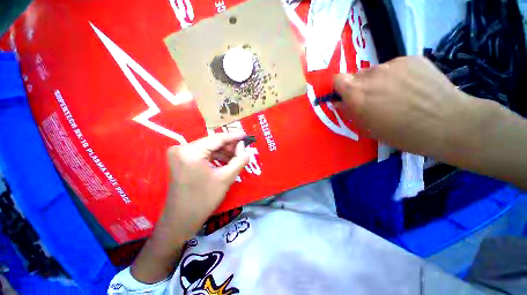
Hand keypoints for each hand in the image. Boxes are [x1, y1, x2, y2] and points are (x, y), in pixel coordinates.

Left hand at [131, 133, 248, 283]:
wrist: (181, 220)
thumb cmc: (204, 200)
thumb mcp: (226, 178)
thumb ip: (239, 161)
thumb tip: (247, 151)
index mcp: (191, 152)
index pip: (217, 138)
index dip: (234, 136)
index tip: (246, 136)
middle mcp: (182, 148)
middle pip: (212, 142)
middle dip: (229, 146)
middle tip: (243, 149)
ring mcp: (179, 154)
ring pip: (208, 148)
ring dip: (223, 152)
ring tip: (237, 157)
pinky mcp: (181, 160)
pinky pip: (202, 154)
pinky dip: (215, 157)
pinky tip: (226, 161)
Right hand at [333, 56, 473, 157]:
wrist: (448, 124)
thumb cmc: (401, 133)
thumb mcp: (367, 128)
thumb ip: (349, 112)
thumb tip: (338, 102)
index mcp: (357, 93)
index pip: (337, 79)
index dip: (340, 87)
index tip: (346, 96)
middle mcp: (371, 74)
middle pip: (357, 75)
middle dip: (360, 86)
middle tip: (374, 99)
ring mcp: (393, 63)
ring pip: (376, 71)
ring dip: (379, 81)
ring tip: (397, 94)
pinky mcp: (412, 58)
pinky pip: (396, 66)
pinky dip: (398, 75)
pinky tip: (412, 87)